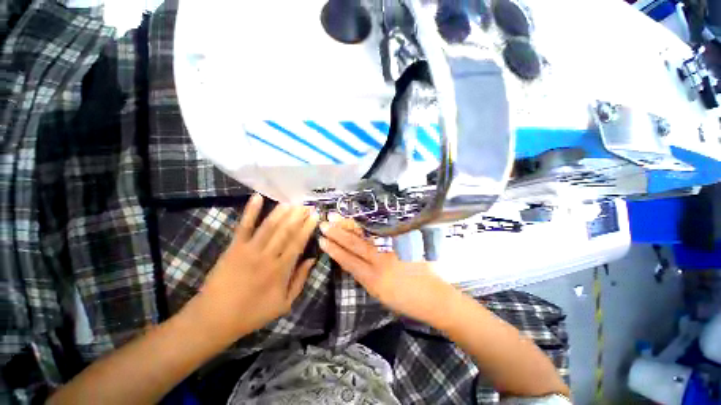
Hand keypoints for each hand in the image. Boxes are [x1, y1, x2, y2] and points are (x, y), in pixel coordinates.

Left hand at [190, 194, 318, 340]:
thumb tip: (312, 259)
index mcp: (281, 270)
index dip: (307, 227)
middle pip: (286, 231)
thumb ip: (300, 280)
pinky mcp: (233, 247)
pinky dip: (251, 211)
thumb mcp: (284, 304)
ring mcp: (249, 250)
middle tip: (307, 204)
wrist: (214, 319)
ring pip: (269, 226)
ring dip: (281, 211)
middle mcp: (267, 256)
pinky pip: (244, 226)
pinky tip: (257, 197)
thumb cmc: (252, 313)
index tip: (315, 215)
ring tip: (292, 202)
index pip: (298, 243)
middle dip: (298, 216)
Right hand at [318, 215, 458, 326]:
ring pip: (366, 236)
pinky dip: (367, 226)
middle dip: (337, 234)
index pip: (348, 261)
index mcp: (373, 280)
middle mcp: (381, 263)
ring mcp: (393, 251)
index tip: (322, 241)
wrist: (435, 299)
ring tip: (337, 217)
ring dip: (350, 226)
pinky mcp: (403, 244)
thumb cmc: (407, 302)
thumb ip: (367, 276)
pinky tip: (358, 220)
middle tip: (324, 224)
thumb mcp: (381, 294)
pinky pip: (380, 233)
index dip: (334, 250)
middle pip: (355, 245)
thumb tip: (355, 260)